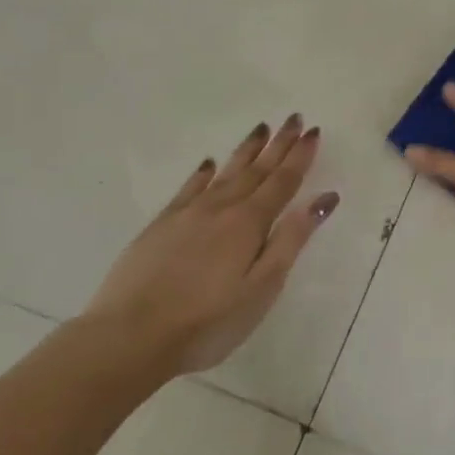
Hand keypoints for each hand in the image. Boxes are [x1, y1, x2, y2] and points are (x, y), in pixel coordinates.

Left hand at [83, 115, 338, 373]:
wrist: (130, 336)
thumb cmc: (208, 320)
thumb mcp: (262, 286)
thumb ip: (292, 239)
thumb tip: (324, 198)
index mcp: (250, 223)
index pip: (283, 181)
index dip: (300, 157)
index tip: (313, 131)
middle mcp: (221, 208)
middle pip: (256, 170)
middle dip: (278, 144)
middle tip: (294, 118)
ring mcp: (187, 214)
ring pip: (225, 172)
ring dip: (246, 150)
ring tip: (260, 129)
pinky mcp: (160, 225)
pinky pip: (189, 188)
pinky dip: (203, 172)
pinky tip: (208, 163)